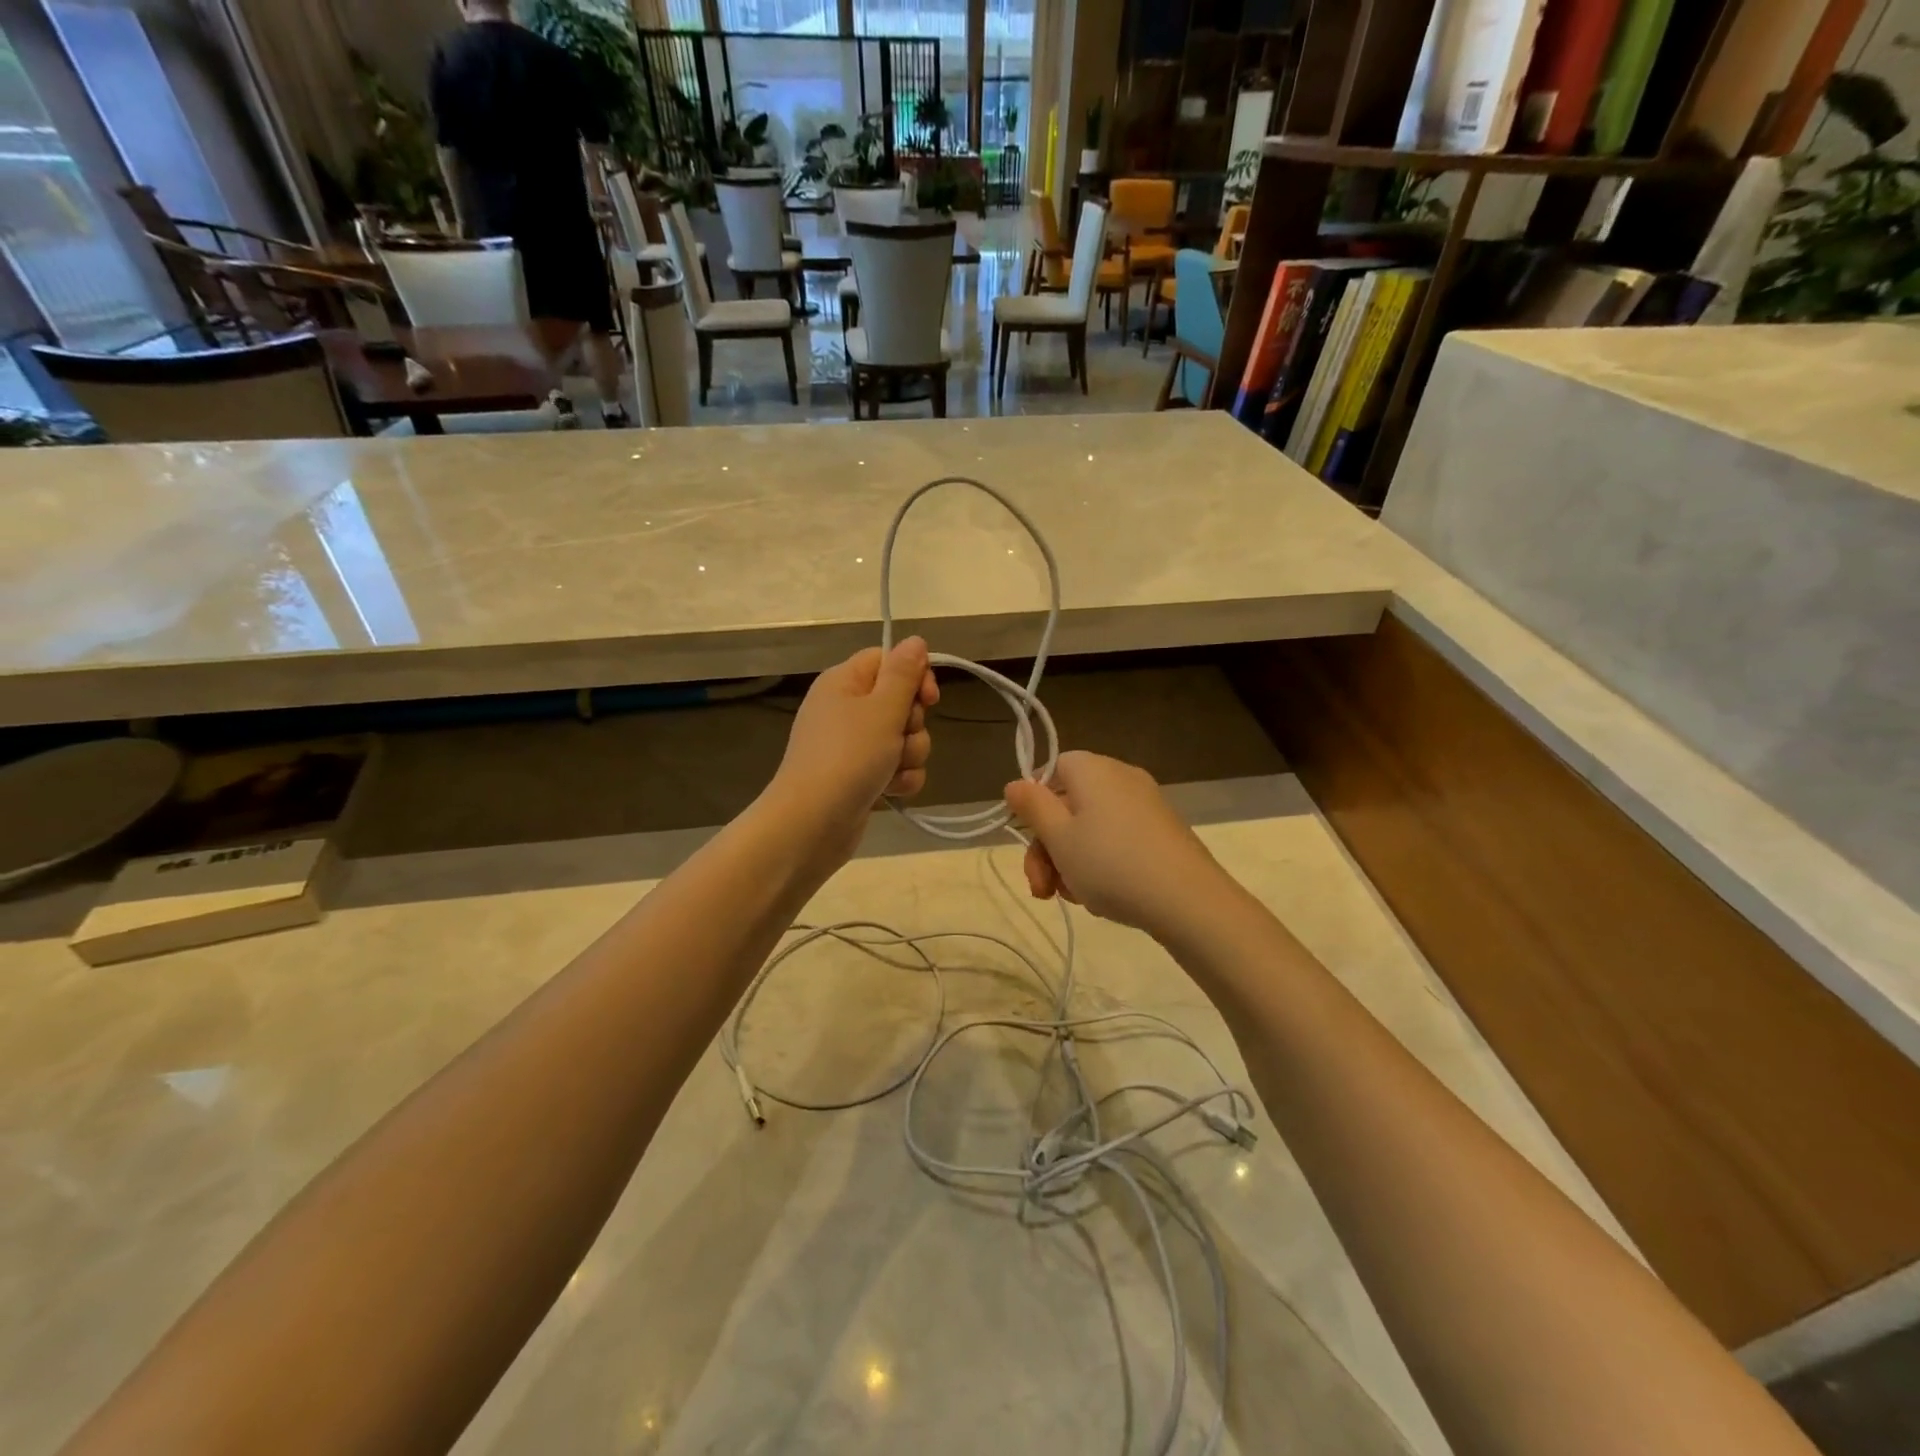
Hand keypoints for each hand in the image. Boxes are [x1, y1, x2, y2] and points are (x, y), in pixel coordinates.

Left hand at [766, 639, 938, 865]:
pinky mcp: (861, 777)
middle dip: (912, 724)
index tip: (929, 697)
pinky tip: (891, 792)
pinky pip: (896, 767)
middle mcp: (846, 709)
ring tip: (892, 771)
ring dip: (909, 755)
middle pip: (900, 701)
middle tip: (898, 738)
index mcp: (844, 682)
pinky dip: (900, 779)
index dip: (914, 675)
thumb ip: (904, 674)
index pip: (888, 660)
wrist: (811, 824)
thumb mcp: (881, 709)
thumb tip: (916, 640)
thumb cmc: (847, 758)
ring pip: (903, 738)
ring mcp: (853, 746)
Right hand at [1004, 752, 1227, 936]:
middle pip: (1069, 805)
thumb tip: (1015, 783)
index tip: (1029, 841)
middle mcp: (1121, 777)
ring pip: (1092, 829)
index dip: (1035, 806)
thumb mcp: (1059, 837)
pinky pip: (1118, 841)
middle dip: (1048, 848)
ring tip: (1074, 898)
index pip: (1051, 770)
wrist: (1188, 901)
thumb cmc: (1111, 863)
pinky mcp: (1163, 832)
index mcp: (1092, 769)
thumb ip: (1032, 807)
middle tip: (1042, 889)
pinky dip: (1103, 865)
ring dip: (1072, 862)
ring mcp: (1146, 805)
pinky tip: (1101, 897)